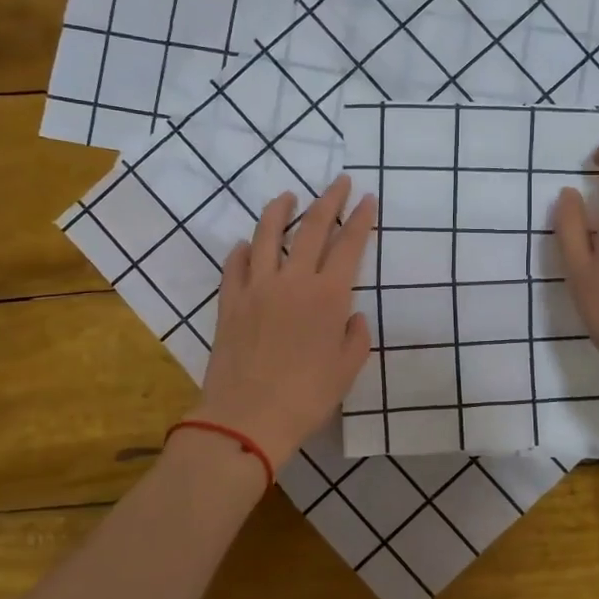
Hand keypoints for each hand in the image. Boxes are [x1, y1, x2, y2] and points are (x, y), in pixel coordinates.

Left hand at [190, 176, 375, 470]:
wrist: (247, 417)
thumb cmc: (307, 397)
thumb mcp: (347, 370)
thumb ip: (355, 337)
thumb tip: (351, 316)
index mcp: (328, 296)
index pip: (348, 245)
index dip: (361, 219)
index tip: (368, 198)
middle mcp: (293, 281)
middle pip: (312, 228)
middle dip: (329, 200)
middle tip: (340, 181)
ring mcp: (257, 287)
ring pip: (268, 235)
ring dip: (280, 210)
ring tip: (288, 196)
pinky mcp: (230, 301)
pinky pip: (235, 265)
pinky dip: (243, 250)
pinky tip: (248, 245)